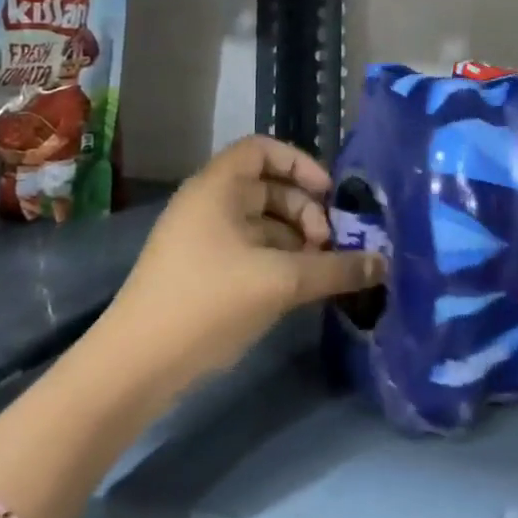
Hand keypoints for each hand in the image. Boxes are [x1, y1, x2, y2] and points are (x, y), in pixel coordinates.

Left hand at [99, 136, 384, 385]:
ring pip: (262, 223)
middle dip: (306, 212)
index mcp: (218, 188)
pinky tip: (299, 288)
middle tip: (329, 245)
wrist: (134, 368)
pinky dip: (278, 260)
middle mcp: (208, 205)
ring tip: (320, 272)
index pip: (263, 150)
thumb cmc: (208, 303)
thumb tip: (383, 264)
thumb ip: (337, 268)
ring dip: (296, 240)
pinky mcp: (201, 272)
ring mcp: (202, 240)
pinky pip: (250, 250)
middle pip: (269, 189)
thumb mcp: (281, 282)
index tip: (329, 194)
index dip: (300, 164)